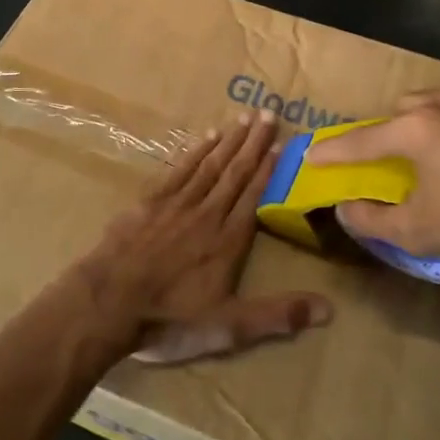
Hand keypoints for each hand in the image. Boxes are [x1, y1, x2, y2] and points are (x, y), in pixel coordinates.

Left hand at [74, 111, 331, 364]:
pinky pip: (180, 168)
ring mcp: (177, 203)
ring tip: (244, 117)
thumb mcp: (229, 327)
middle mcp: (208, 213)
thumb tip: (329, 309)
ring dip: (229, 140)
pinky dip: (195, 149)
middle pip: (235, 172)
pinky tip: (206, 135)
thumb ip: (278, 315)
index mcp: (229, 240)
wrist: (109, 302)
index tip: (280, 143)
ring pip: (210, 164)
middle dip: (253, 142)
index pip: (254, 196)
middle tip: (268, 112)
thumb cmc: (171, 318)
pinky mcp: (150, 200)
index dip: (268, 169)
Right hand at [306, 87, 439, 295]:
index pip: (360, 141)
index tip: (311, 154)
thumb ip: (373, 220)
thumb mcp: (421, 233)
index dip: (332, 152)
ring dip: (431, 124)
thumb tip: (346, 209)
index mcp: (416, 129)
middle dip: (389, 132)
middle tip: (394, 161)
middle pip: (401, 111)